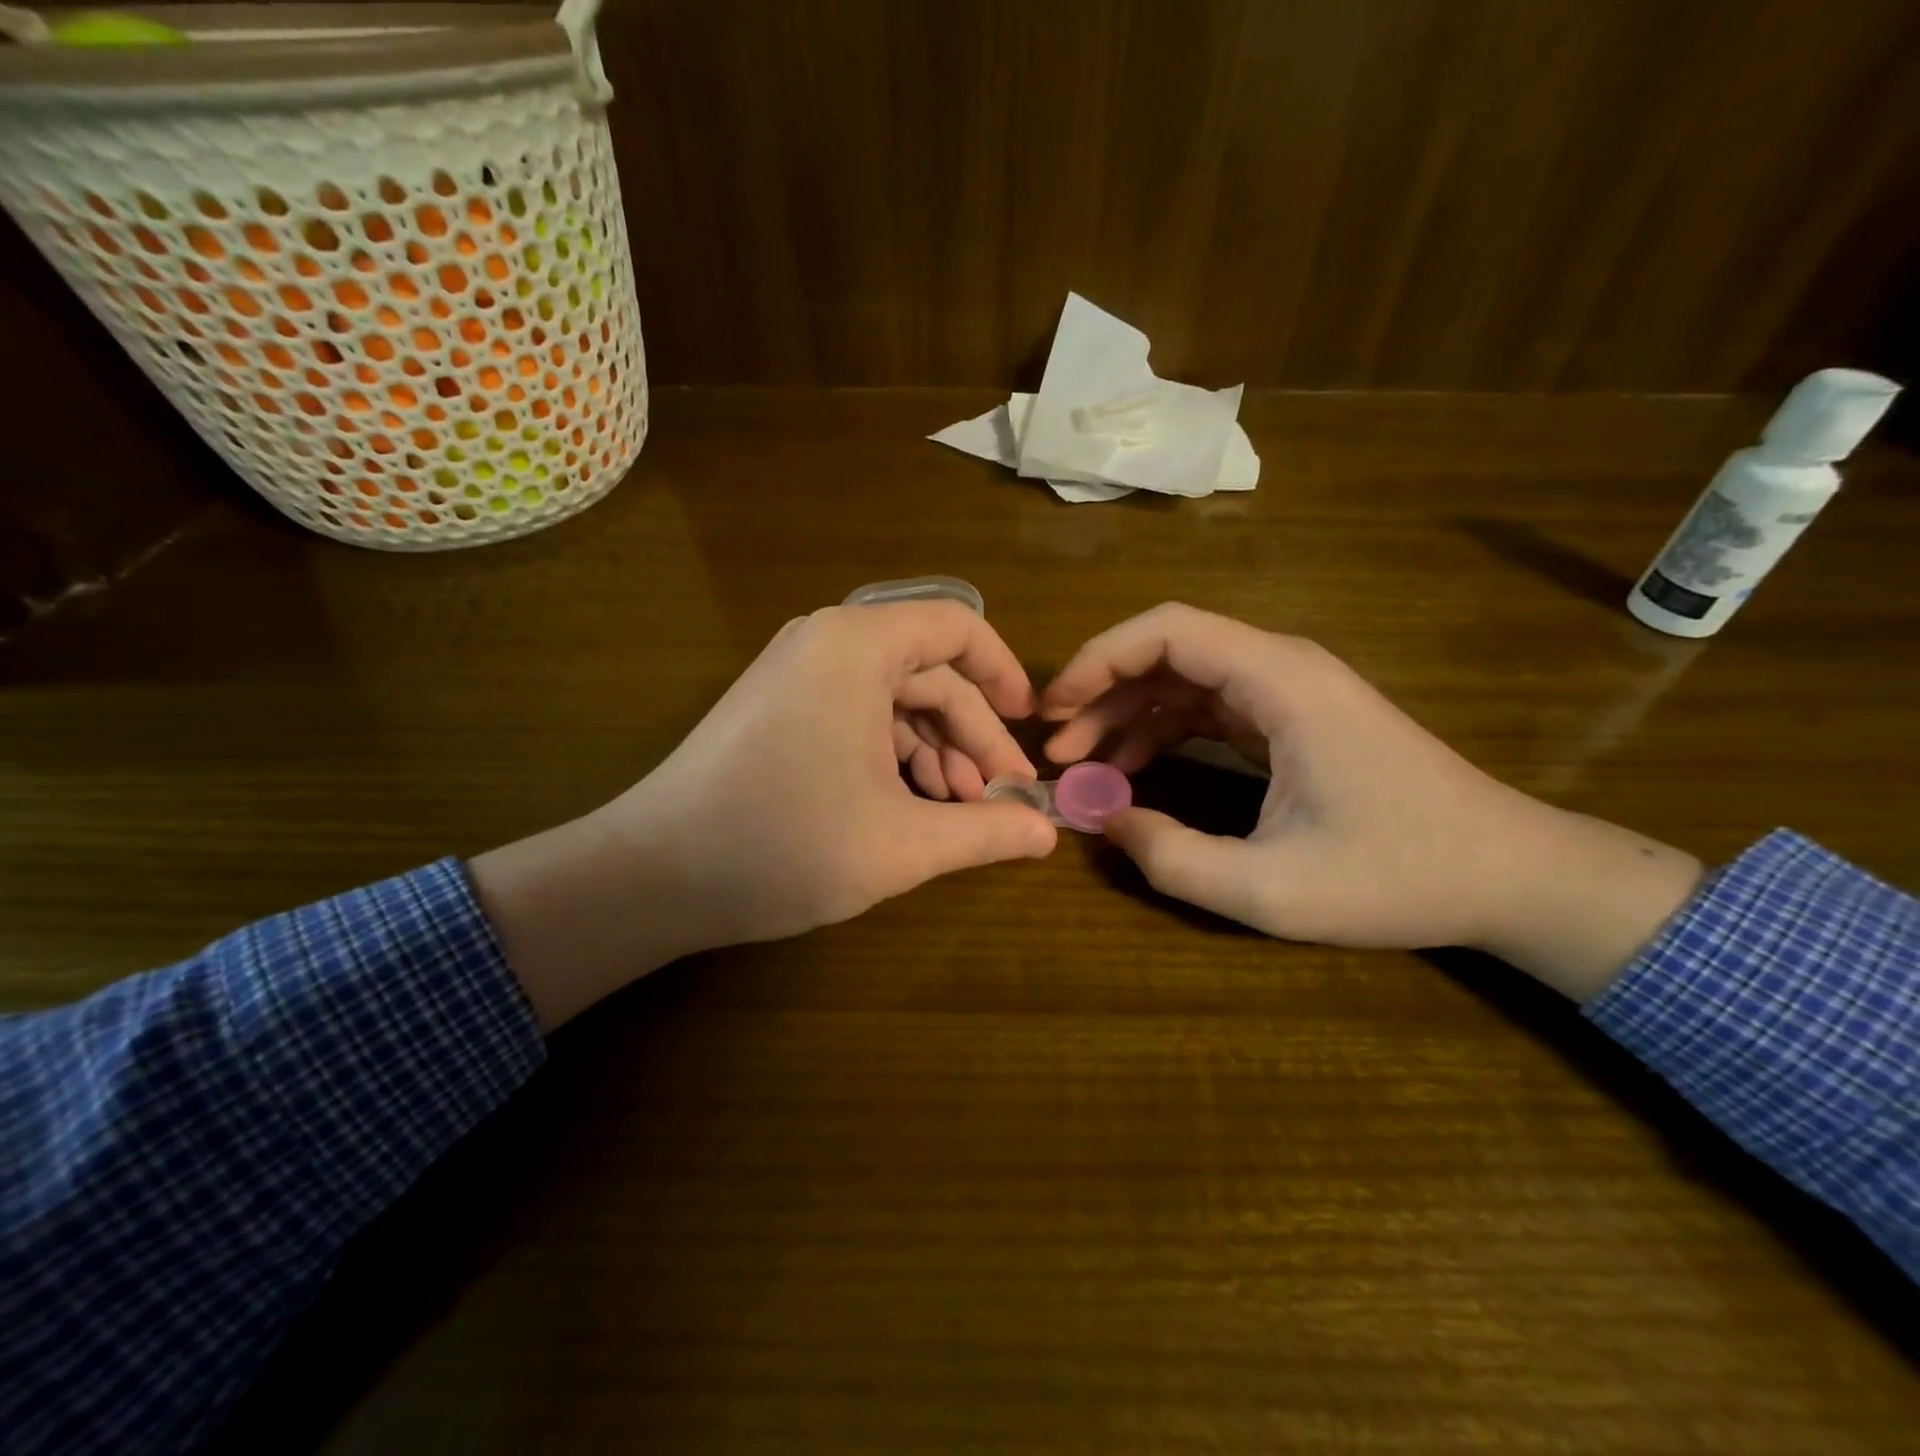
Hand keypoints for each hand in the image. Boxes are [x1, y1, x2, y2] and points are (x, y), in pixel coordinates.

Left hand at [473, 602, 1056, 1027]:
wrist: (653, 875)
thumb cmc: (784, 846)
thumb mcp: (902, 844)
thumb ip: (986, 832)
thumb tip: (1049, 832)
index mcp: (858, 646)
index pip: (958, 628)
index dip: (1004, 675)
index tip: (1031, 727)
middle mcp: (827, 643)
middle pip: (930, 673)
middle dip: (973, 736)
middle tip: (1001, 798)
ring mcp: (798, 675)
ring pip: (895, 700)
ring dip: (936, 752)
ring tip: (959, 811)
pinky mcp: (780, 708)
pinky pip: (859, 716)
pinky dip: (894, 755)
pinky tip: (911, 805)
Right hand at [1040, 604, 1703, 998]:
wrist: (1509, 875)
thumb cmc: (1400, 876)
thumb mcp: (1272, 889)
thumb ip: (1173, 858)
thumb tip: (1100, 821)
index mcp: (1279, 681)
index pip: (1166, 630)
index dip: (1097, 661)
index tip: (1052, 711)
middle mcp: (1280, 667)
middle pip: (1166, 649)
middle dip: (1101, 693)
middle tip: (1056, 748)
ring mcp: (1287, 691)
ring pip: (1182, 678)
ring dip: (1125, 714)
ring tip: (1081, 765)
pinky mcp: (1291, 719)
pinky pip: (1206, 707)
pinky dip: (1160, 731)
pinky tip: (1131, 771)